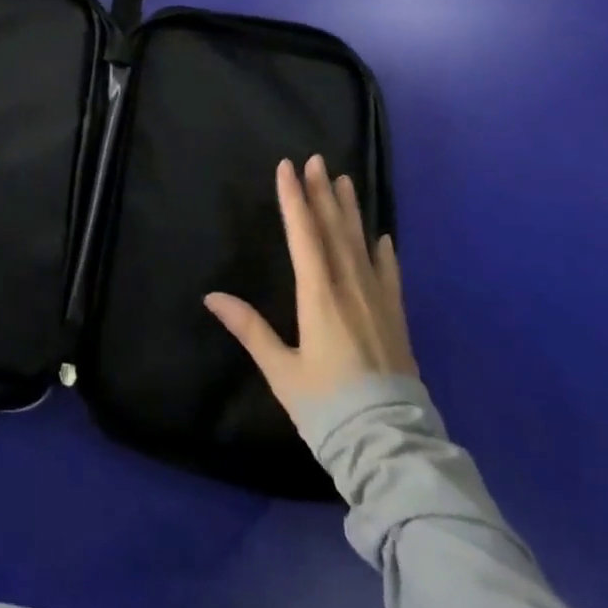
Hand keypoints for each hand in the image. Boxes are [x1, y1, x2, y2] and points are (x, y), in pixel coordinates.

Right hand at [204, 155, 414, 414]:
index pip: (304, 234)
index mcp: (318, 295)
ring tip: (345, 180)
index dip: (294, 198)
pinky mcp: (396, 320)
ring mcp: (377, 302)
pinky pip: (389, 275)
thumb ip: (249, 328)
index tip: (287, 166)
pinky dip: (384, 252)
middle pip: (334, 230)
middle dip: (323, 193)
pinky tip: (382, 236)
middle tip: (317, 159)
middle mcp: (349, 288)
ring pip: (360, 244)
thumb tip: (211, 295)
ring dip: (351, 211)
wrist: (391, 448)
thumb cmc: (327, 406)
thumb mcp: (280, 371)